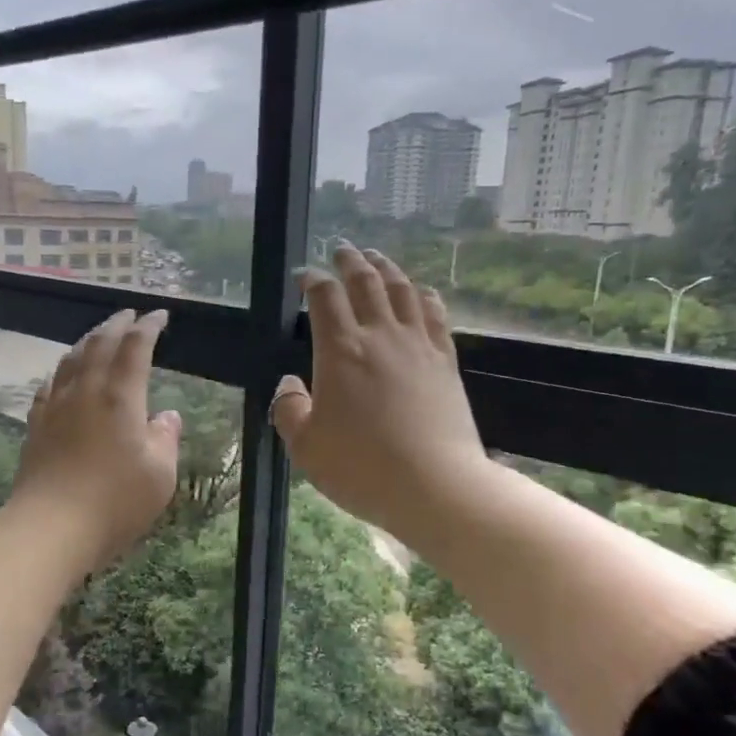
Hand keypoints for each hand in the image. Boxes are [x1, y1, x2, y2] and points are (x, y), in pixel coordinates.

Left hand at [8, 308, 181, 576]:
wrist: (50, 527)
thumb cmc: (115, 502)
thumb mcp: (160, 475)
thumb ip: (166, 439)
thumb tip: (167, 416)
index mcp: (121, 396)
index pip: (135, 347)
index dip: (148, 326)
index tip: (159, 316)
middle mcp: (86, 391)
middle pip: (99, 344)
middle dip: (116, 324)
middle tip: (129, 314)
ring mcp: (56, 406)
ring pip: (71, 359)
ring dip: (88, 340)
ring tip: (99, 335)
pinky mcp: (36, 425)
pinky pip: (50, 384)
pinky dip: (63, 369)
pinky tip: (64, 375)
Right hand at [272, 244, 487, 541]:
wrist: (434, 486)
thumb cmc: (360, 468)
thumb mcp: (305, 446)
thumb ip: (289, 410)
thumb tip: (290, 384)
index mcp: (340, 351)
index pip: (325, 298)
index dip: (312, 279)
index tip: (304, 276)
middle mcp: (380, 336)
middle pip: (366, 282)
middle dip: (350, 261)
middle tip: (341, 249)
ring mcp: (418, 346)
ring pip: (402, 290)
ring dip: (387, 269)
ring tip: (377, 259)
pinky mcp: (445, 362)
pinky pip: (435, 315)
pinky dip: (424, 296)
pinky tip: (421, 292)